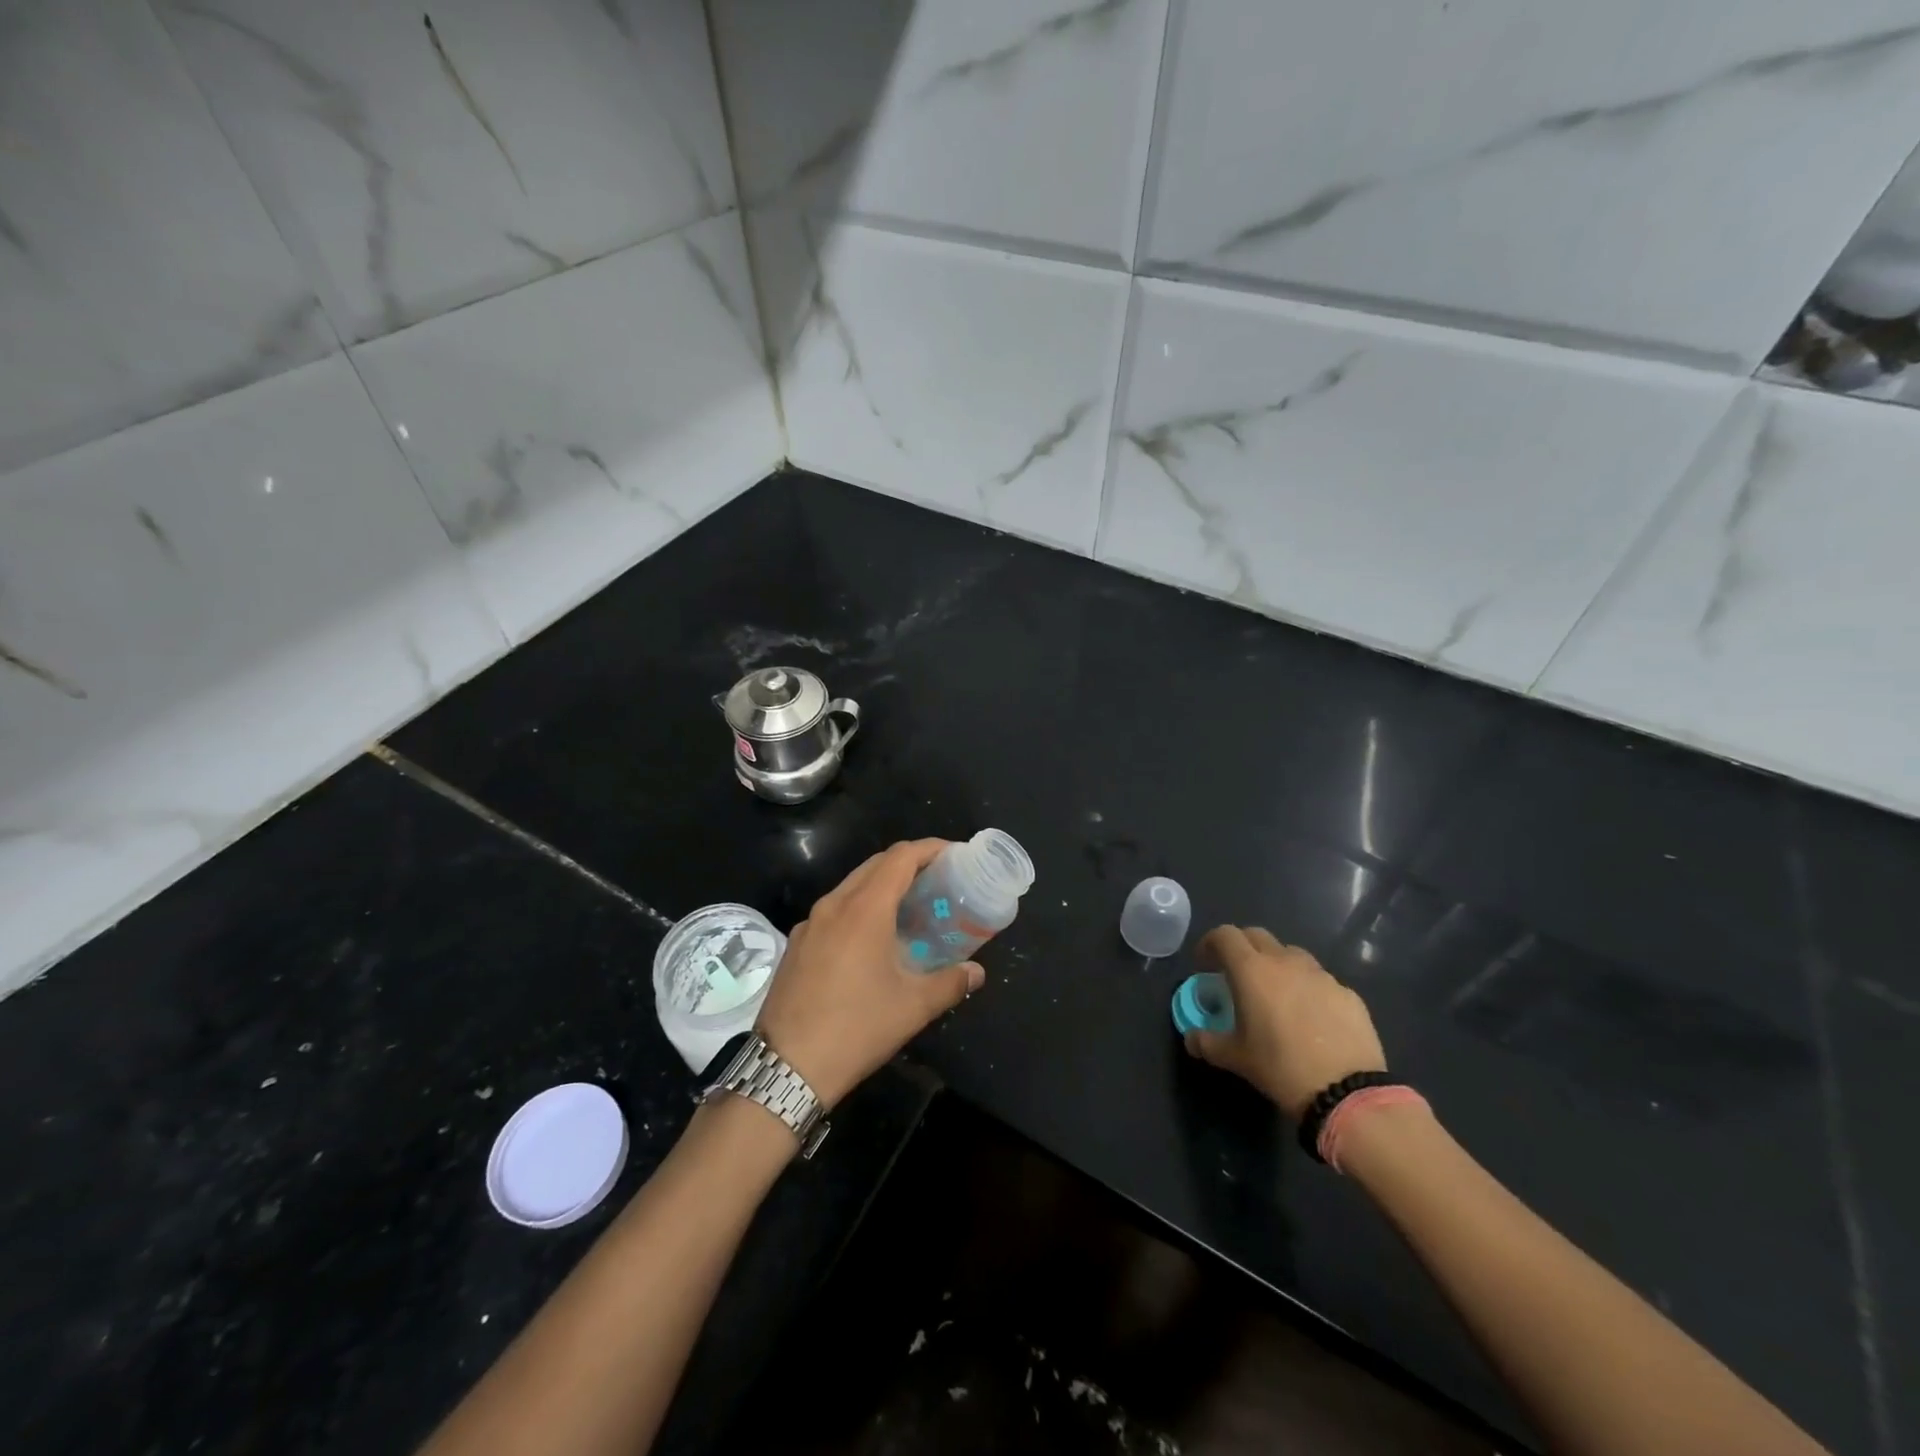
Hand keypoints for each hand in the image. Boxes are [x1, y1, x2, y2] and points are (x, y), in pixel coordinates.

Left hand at [756, 840, 984, 1106]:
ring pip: (852, 886)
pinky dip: (860, 908)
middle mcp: (834, 905)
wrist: (785, 1068)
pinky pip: (834, 910)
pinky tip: (872, 939)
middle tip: (938, 881)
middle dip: (909, 864)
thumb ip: (951, 983)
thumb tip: (977, 973)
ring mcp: (809, 923)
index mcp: (864, 909)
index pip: (901, 857)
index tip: (955, 855)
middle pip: (875, 865)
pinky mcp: (796, 944)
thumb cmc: (856, 1029)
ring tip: (910, 907)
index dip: (930, 848)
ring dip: (882, 886)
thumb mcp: (913, 1007)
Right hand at [1183, 926, 1385, 1119]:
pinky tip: (1310, 1017)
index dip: (1209, 944)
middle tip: (1236, 975)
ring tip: (1275, 995)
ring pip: (1291, 954)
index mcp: (1251, 970)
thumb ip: (1206, 1042)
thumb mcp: (1234, 1058)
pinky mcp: (1347, 993)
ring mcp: (1321, 975)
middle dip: (1241, 949)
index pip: (1224, 935)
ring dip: (1276, 965)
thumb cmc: (1280, 1068)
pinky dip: (1306, 988)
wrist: (1347, 1093)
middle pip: (1257, 936)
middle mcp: (1285, 961)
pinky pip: (1319, 980)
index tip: (1204, 964)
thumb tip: (1191, 1038)